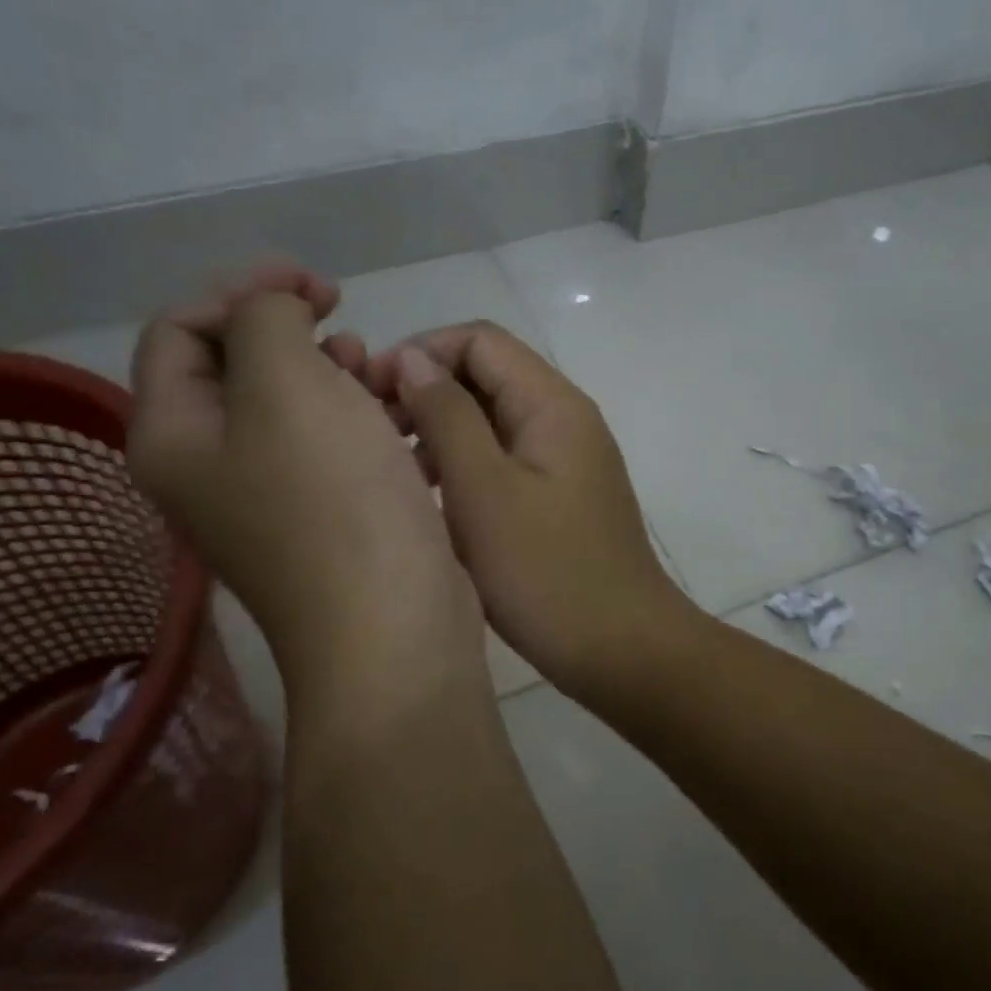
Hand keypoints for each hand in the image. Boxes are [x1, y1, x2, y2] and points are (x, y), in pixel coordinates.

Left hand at [127, 266, 484, 707]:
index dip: (243, 290)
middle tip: (347, 327)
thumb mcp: (287, 384)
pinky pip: (330, 446)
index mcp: (174, 436)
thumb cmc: (334, 500)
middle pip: (236, 368)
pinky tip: (402, 417)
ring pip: (292, 407)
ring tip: (381, 374)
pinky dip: (359, 418)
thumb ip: (265, 319)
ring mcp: (269, 501)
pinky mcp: (325, 521)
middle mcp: (209, 470)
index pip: (180, 329)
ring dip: (334, 374)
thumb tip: (275, 314)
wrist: (392, 626)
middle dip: (292, 332)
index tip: (317, 285)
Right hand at [367, 322, 689, 697]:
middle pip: (487, 377)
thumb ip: (447, 416)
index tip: (370, 390)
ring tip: (394, 469)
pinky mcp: (558, 499)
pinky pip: (503, 462)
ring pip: (491, 422)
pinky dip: (463, 467)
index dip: (421, 352)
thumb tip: (411, 358)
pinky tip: (430, 498)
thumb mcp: (483, 489)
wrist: (620, 649)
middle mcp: (564, 421)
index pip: (480, 341)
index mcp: (552, 405)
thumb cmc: (546, 571)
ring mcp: (564, 462)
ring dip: (441, 432)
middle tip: (373, 434)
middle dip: (426, 392)